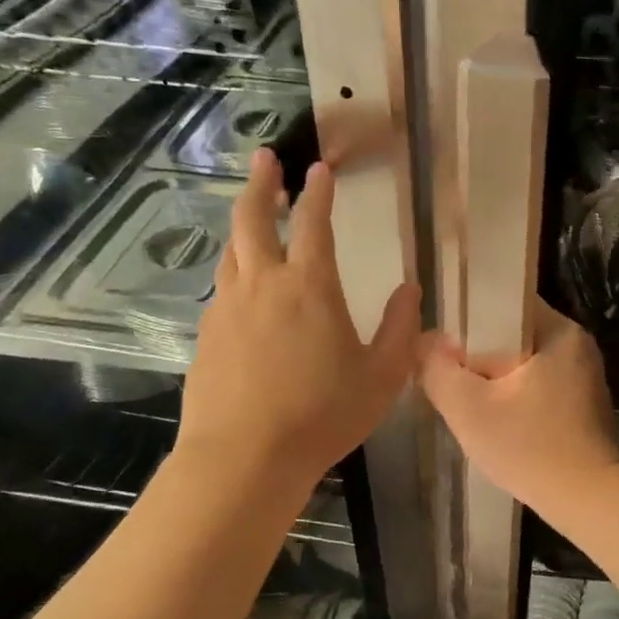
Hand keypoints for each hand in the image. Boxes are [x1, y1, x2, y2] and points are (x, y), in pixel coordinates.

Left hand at [179, 149, 419, 483]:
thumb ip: (399, 329)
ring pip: (231, 251)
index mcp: (309, 288)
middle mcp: (263, 285)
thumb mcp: (381, 377)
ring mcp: (228, 309)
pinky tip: (245, 290)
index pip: (313, 224)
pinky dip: (235, 272)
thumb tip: (411, 290)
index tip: (319, 168)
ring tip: (252, 215)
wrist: (244, 458)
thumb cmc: (323, 415)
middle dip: (261, 185)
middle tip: (265, 160)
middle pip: (253, 219)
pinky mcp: (207, 336)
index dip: (318, 192)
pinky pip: (223, 290)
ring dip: (243, 224)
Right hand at [419, 302, 618, 511]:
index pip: (504, 301)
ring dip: (494, 375)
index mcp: (558, 331)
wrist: (589, 500)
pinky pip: (537, 382)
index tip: (440, 336)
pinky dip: (513, 392)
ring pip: (523, 360)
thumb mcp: (470, 409)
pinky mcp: (581, 400)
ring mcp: (582, 373)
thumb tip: (424, 341)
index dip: (467, 314)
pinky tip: (493, 414)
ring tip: (463, 392)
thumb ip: (438, 369)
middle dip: (477, 350)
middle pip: (512, 332)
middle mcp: (575, 344)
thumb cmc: (531, 448)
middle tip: (445, 369)